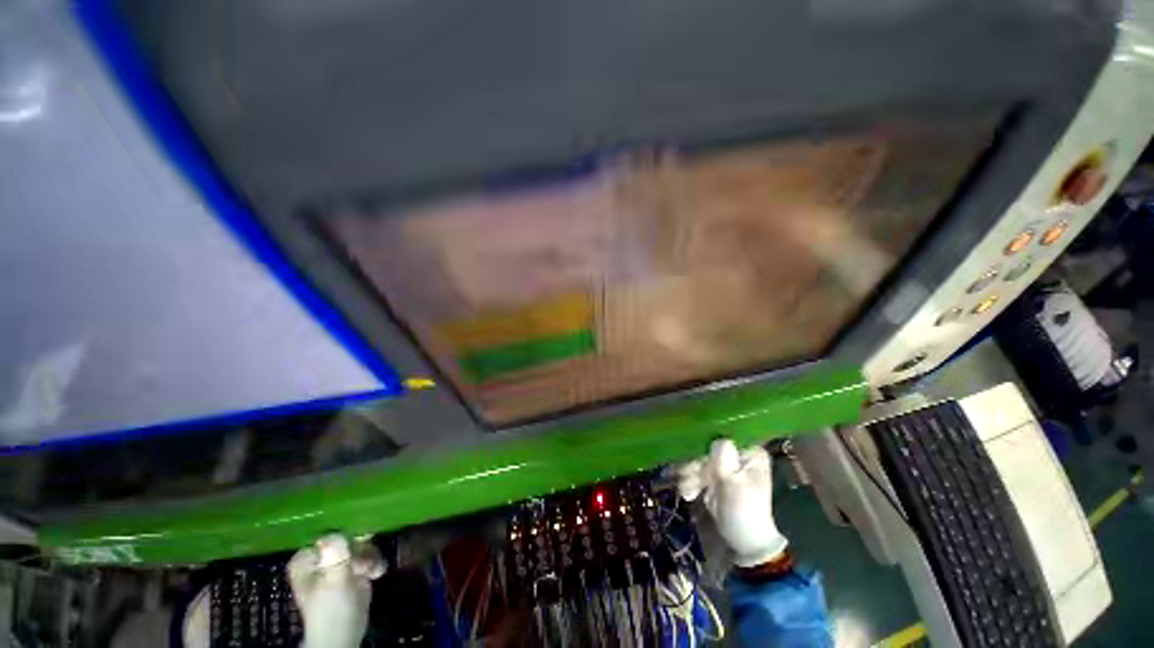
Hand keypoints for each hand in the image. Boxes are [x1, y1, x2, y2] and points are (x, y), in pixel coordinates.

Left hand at [288, 534, 384, 647]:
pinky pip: (369, 554)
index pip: (329, 534)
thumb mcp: (332, 581)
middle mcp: (322, 556)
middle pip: (349, 537)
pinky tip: (377, 574)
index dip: (345, 538)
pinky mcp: (354, 569)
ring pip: (362, 545)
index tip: (355, 548)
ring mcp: (338, 562)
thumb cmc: (331, 609)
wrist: (342, 636)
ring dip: (371, 557)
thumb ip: (334, 557)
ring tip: (370, 572)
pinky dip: (375, 563)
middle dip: (361, 550)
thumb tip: (331, 535)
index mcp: (307, 558)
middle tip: (363, 566)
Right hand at [676, 439, 787, 567]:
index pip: (725, 434)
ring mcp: (724, 464)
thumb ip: (724, 459)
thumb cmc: (744, 512)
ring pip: (699, 458)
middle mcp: (737, 453)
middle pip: (708, 446)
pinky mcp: (713, 475)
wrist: (743, 542)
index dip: (708, 441)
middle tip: (687, 477)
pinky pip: (696, 470)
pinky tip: (688, 494)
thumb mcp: (733, 484)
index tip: (695, 452)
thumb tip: (717, 438)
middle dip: (695, 464)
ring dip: (690, 474)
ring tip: (687, 491)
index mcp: (750, 452)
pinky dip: (691, 481)